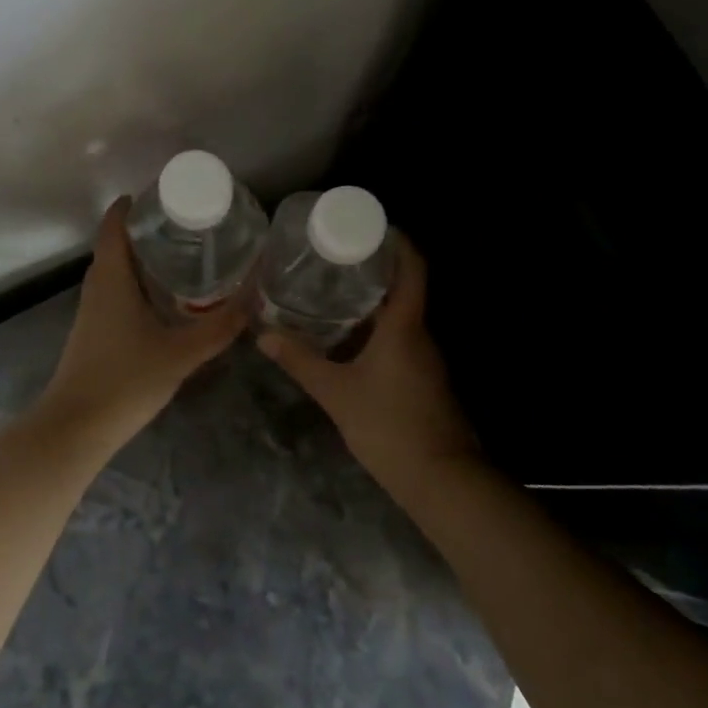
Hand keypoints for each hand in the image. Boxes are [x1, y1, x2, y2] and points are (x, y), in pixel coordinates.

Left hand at [41, 198, 245, 446]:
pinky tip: (164, 297)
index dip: (133, 205)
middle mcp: (97, 286)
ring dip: (141, 256)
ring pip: (115, 269)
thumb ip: (219, 327)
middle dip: (146, 229)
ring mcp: (91, 310)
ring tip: (182, 254)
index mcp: (112, 278)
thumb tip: (254, 299)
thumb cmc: (125, 381)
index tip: (164, 194)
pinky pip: (115, 290)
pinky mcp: (93, 330)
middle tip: (186, 223)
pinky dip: (137, 281)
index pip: (115, 224)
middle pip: (116, 243)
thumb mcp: (181, 354)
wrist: (75, 428)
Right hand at [258, 237, 480, 496]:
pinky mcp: (424, 380)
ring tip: (333, 293)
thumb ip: (301, 362)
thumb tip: (265, 335)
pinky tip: (349, 340)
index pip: (413, 267)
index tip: (371, 226)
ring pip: (401, 317)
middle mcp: (421, 335)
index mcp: (405, 326)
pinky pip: (401, 340)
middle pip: (405, 288)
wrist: (443, 481)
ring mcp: (426, 359)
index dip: (398, 241)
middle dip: (374, 270)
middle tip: (335, 258)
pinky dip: (377, 330)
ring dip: (373, 302)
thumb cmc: (390, 426)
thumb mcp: (336, 393)